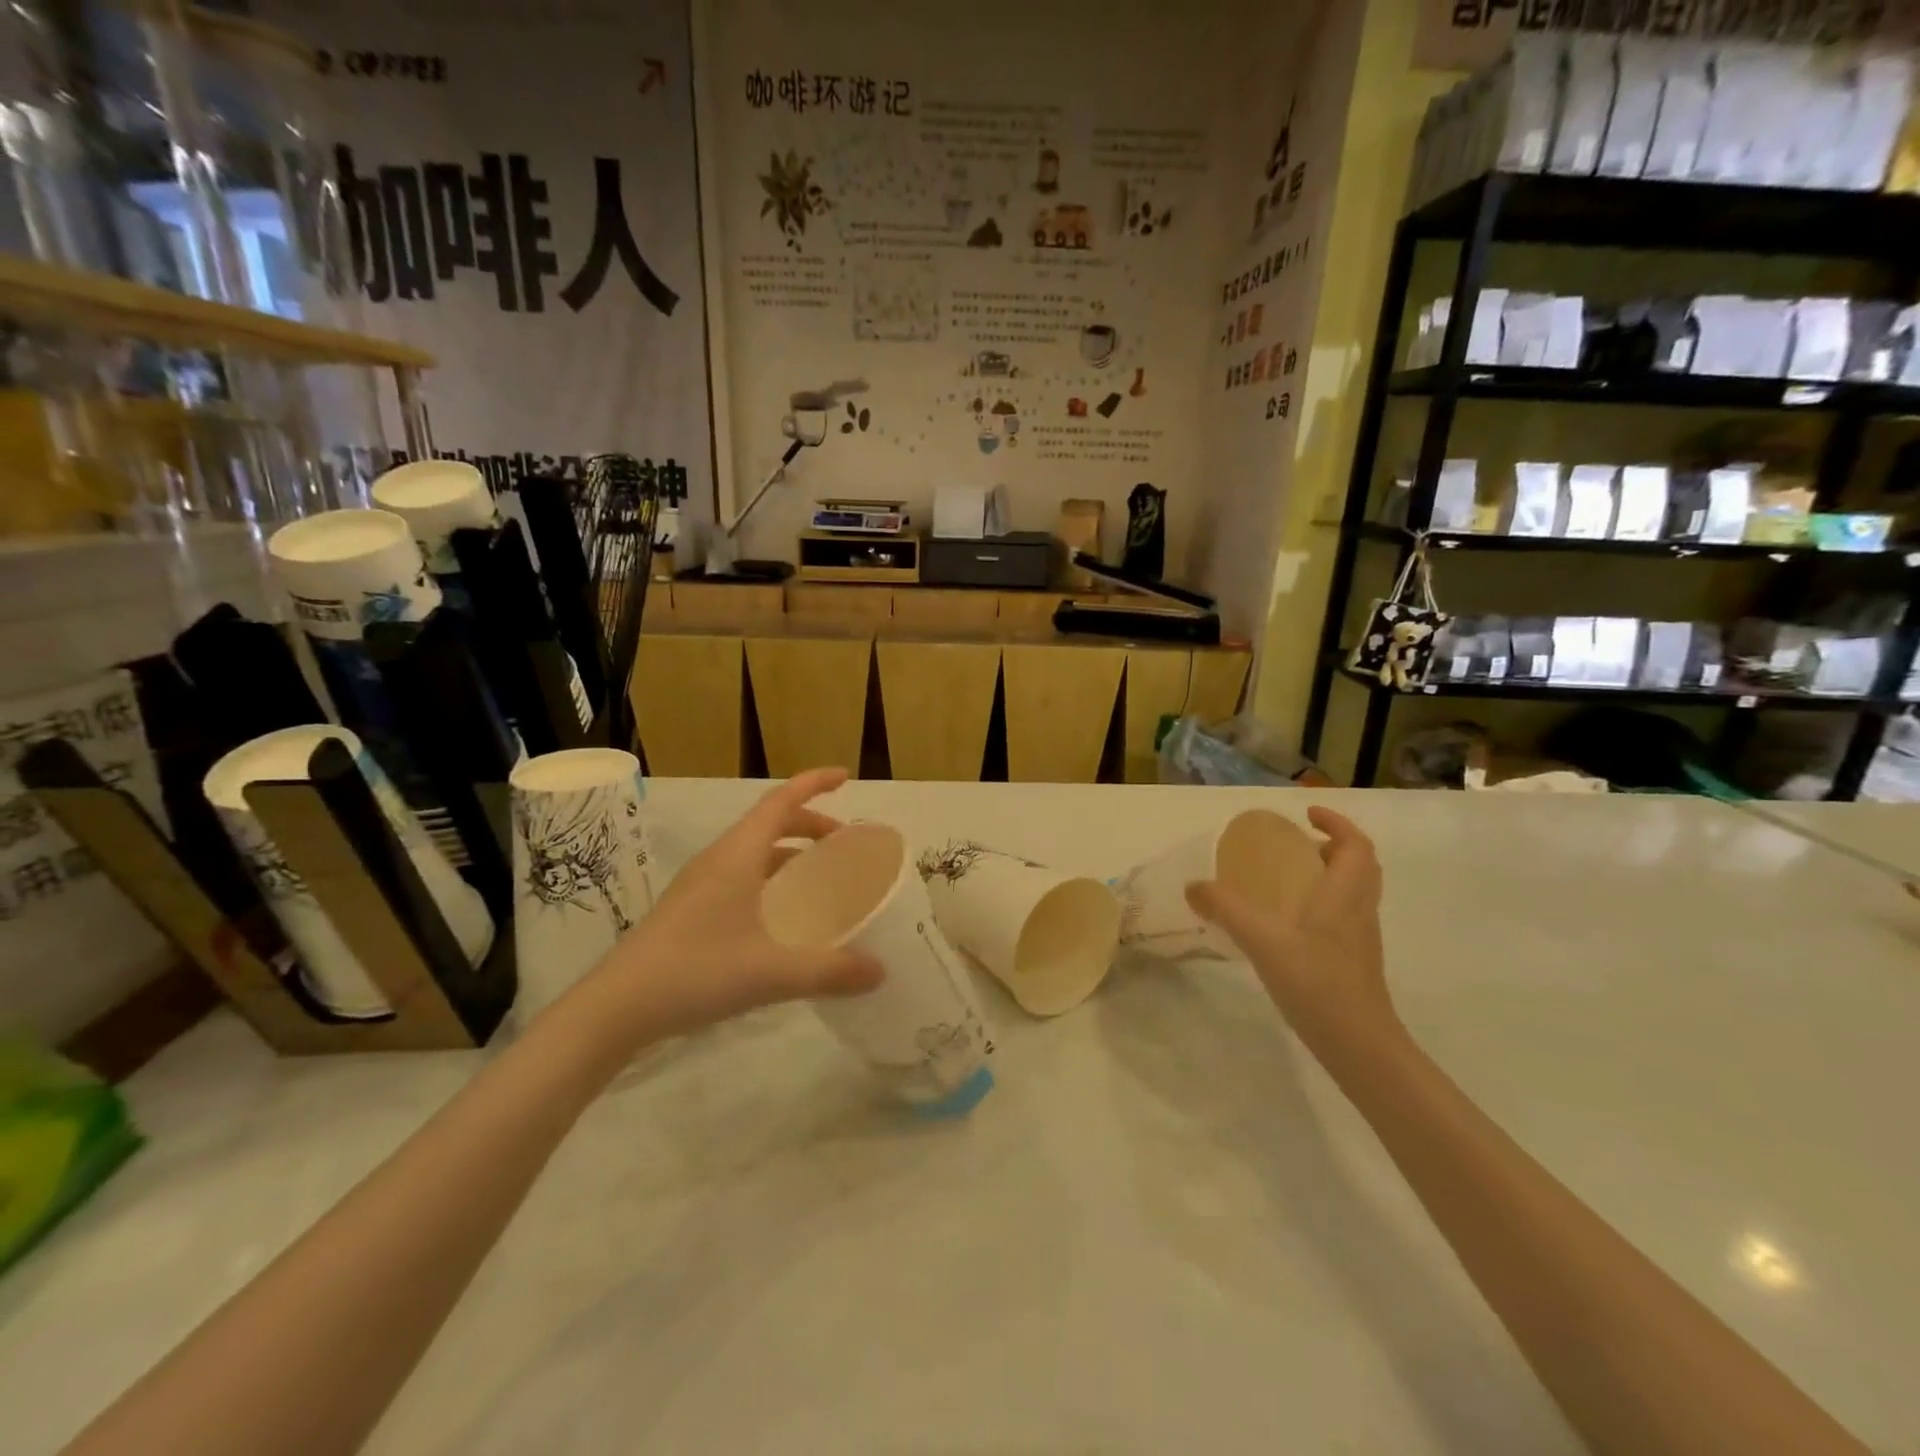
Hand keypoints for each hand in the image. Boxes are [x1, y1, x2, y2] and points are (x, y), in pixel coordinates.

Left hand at [580, 768, 883, 1042]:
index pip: (781, 801)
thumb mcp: (771, 972)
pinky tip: (782, 915)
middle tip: (843, 843)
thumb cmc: (695, 971)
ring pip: (754, 851)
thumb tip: (880, 971)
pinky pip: (741, 875)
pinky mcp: (691, 908)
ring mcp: (701, 884)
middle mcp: (719, 859)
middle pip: (770, 823)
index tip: (845, 777)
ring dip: (789, 851)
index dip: (814, 784)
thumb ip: (830, 971)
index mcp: (738, 855)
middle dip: (810, 823)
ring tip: (819, 875)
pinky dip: (770, 877)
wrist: (617, 1007)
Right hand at [1184, 807, 1397, 1050]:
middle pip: (1360, 866)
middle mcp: (1359, 911)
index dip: (1337, 823)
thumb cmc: (1317, 984)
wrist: (1360, 1045)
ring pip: (1354, 892)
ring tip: (1289, 877)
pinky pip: (1344, 915)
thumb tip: (1193, 887)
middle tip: (1298, 844)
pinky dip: (1324, 903)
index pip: (1356, 846)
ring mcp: (1360, 938)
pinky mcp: (1354, 961)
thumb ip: (1226, 909)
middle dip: (1333, 846)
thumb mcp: (1263, 941)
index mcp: (1345, 895)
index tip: (1308, 814)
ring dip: (1330, 874)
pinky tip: (1289, 922)